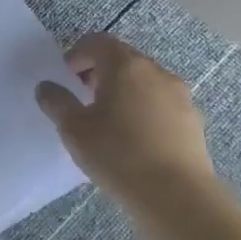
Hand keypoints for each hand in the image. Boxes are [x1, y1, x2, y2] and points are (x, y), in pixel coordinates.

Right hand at [34, 33, 219, 213]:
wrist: (177, 197)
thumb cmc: (118, 154)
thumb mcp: (74, 129)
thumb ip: (57, 102)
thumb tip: (47, 87)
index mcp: (125, 66)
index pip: (98, 42)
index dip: (77, 54)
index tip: (67, 78)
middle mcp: (156, 72)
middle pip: (123, 59)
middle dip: (100, 73)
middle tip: (84, 98)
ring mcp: (180, 96)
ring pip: (145, 82)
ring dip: (124, 92)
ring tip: (110, 122)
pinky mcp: (193, 121)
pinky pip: (161, 104)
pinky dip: (144, 111)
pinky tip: (136, 141)